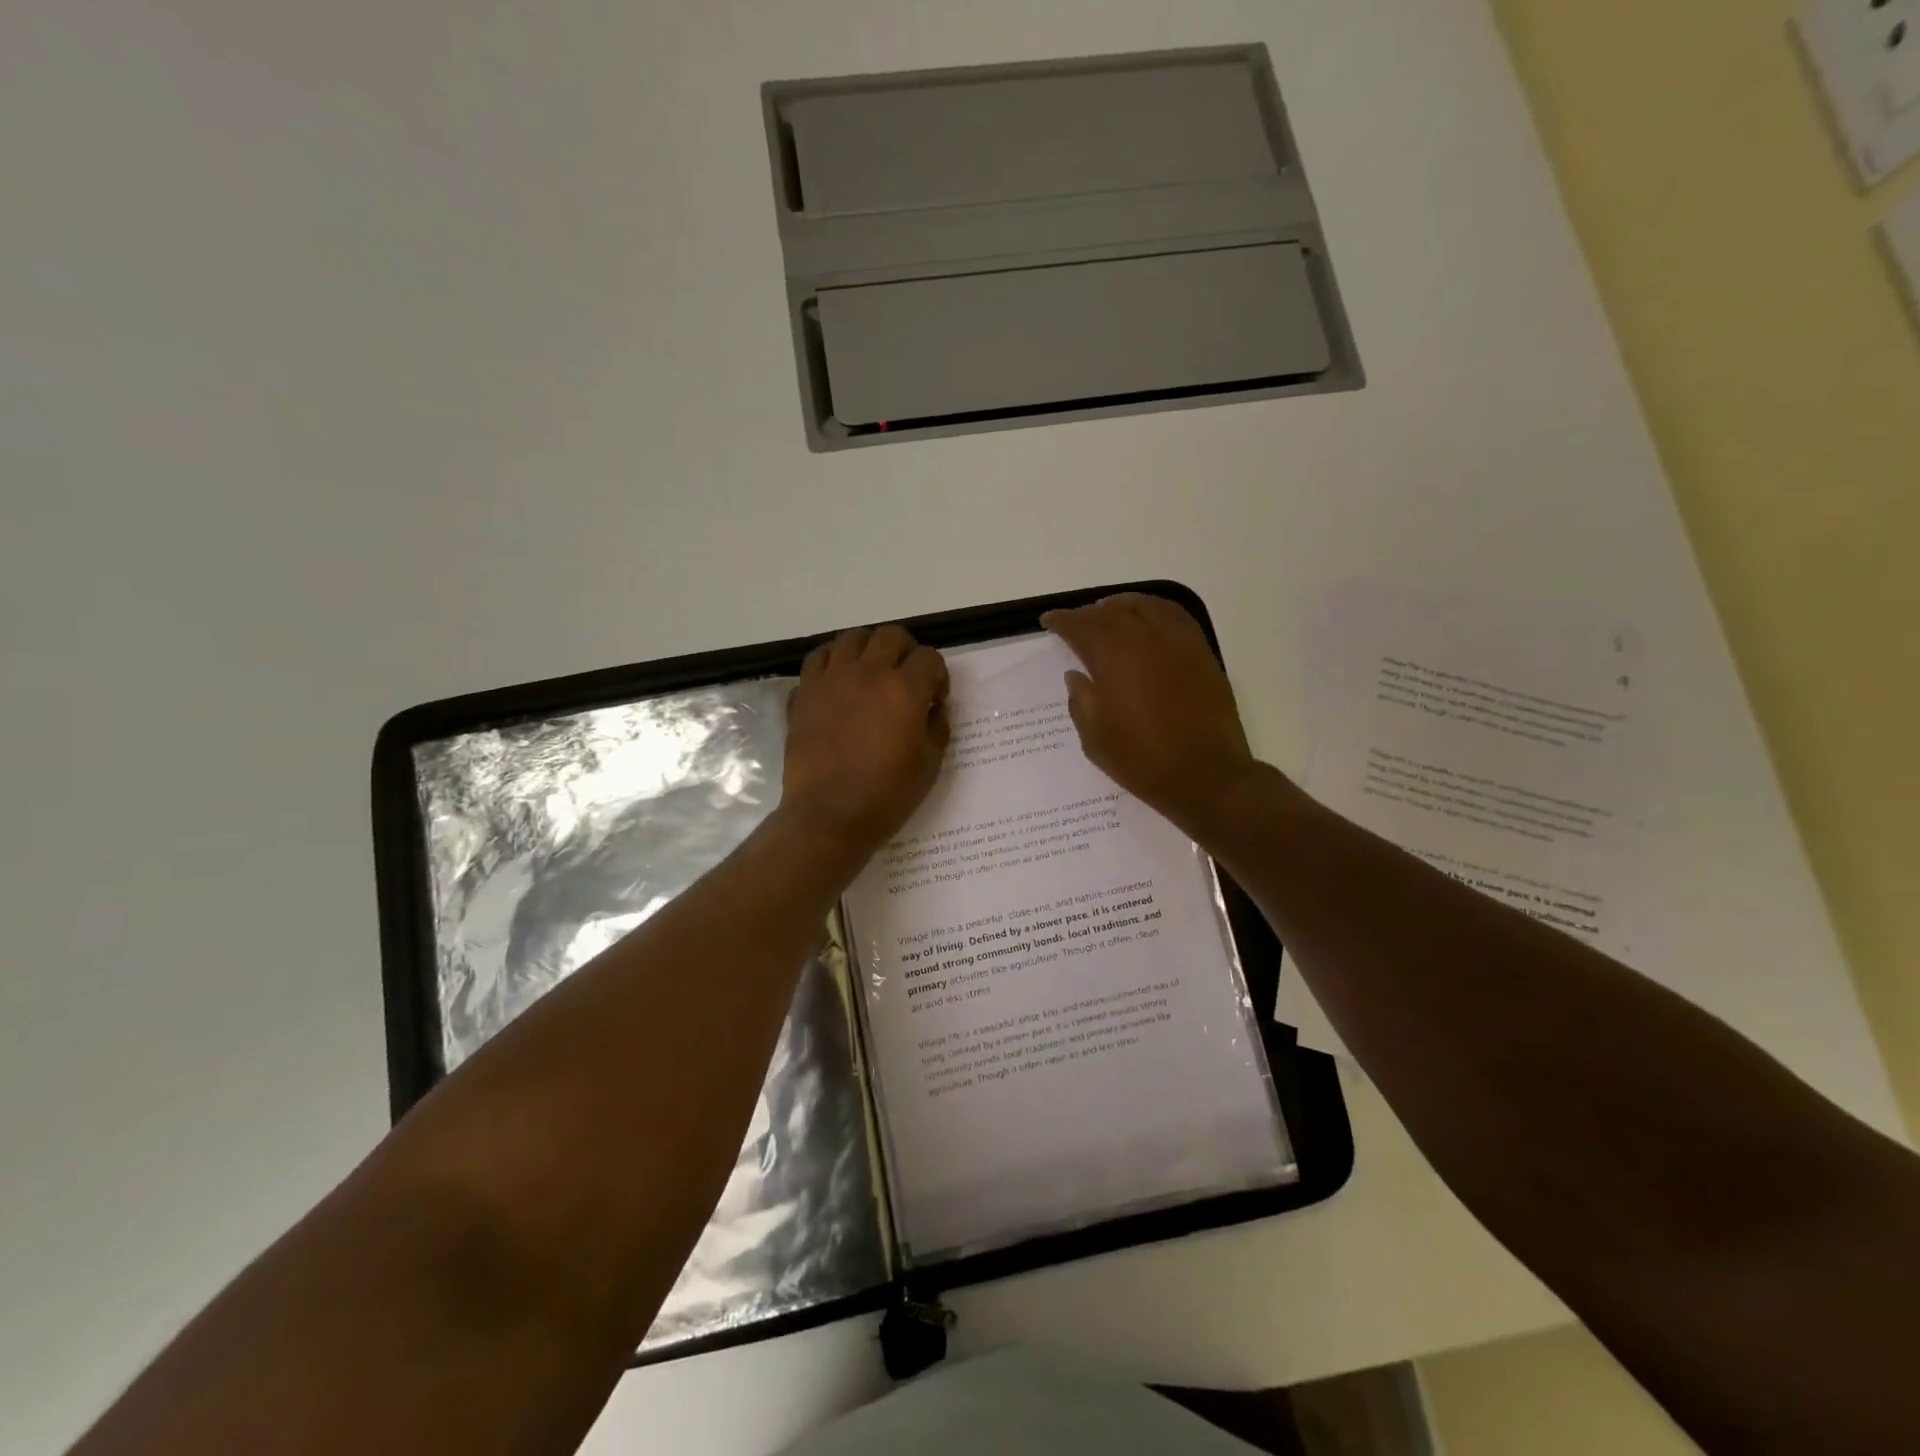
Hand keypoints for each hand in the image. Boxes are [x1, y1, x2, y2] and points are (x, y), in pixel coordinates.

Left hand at [779, 625, 950, 854]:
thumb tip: (931, 708)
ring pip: (851, 638)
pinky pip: (818, 659)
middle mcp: (868, 673)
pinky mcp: (804, 693)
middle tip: (906, 678)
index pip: (929, 657)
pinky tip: (838, 683)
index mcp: (904, 689)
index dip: (937, 676)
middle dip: (906, 651)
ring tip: (870, 673)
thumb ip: (936, 726)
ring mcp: (831, 679)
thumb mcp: (930, 764)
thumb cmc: (886, 795)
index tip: (935, 699)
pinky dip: (832, 663)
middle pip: (891, 635)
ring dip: (867, 649)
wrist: (829, 815)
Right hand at [1041, 595, 1260, 833]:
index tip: (1049, 621)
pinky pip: (1174, 615)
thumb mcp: (1095, 738)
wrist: (1205, 774)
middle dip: (1089, 614)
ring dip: (1121, 606)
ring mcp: (1177, 641)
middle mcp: (1145, 638)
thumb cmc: (1142, 759)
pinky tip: (1148, 622)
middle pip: (1111, 612)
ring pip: (1145, 606)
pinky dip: (1154, 610)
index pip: (1081, 626)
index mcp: (1113, 657)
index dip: (1062, 621)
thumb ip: (1081, 701)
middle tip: (1076, 623)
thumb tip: (1076, 675)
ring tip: (1109, 613)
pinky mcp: (1201, 651)